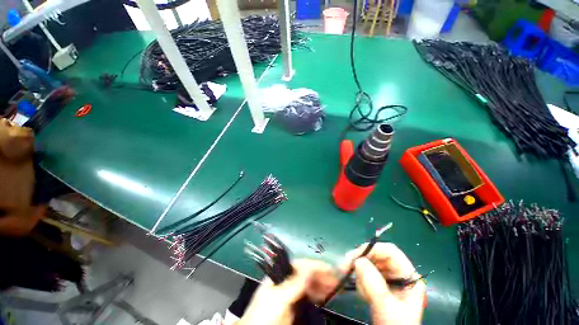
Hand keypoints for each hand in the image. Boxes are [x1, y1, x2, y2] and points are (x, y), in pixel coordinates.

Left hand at [236, 259, 337, 324]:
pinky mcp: (295, 305)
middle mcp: (286, 281)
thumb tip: (310, 269)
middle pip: (306, 274)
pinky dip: (318, 295)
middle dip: (321, 275)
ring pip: (309, 284)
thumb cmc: (264, 315)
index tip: (329, 269)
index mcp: (280, 275)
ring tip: (334, 288)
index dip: (314, 265)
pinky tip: (325, 296)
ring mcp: (290, 294)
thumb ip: (293, 284)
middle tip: (336, 281)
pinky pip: (309, 296)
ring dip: (322, 284)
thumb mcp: (278, 298)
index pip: (299, 265)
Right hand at [343, 243, 425, 324]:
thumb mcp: (386, 305)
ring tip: (363, 292)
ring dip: (362, 275)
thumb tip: (357, 260)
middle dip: (363, 262)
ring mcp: (389, 281)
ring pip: (370, 265)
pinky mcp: (380, 287)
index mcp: (409, 277)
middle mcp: (399, 275)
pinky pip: (366, 276)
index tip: (356, 255)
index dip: (373, 249)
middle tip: (348, 266)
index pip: (390, 252)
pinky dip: (361, 282)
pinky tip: (364, 295)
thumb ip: (373, 282)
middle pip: (378, 257)